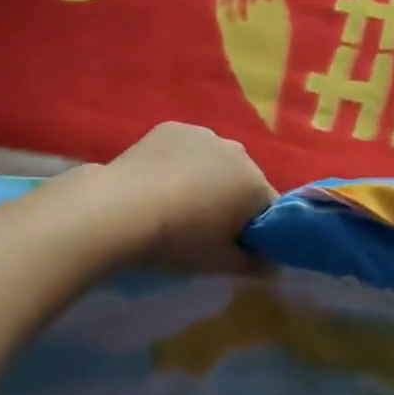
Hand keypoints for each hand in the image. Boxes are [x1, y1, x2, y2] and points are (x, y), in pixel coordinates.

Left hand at [103, 123, 276, 271]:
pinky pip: (187, 148)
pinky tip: (158, 182)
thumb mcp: (218, 263)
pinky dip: (180, 161)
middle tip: (204, 226)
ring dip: (206, 177)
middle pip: (243, 179)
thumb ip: (253, 264)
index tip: (235, 244)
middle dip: (231, 199)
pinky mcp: (172, 128)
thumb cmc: (177, 240)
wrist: (120, 209)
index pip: (269, 207)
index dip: (255, 228)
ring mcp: (203, 134)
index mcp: (254, 184)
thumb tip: (272, 266)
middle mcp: (236, 151)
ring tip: (176, 203)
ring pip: (214, 160)